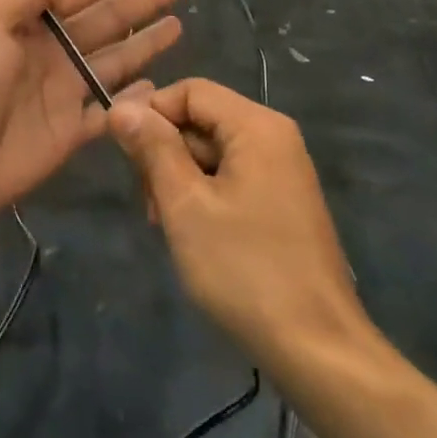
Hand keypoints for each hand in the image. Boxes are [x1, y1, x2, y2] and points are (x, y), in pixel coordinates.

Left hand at [0, 0, 186, 224]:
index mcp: (25, 21)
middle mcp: (47, 51)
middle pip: (104, 19)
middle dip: (140, 1)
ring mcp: (61, 91)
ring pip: (113, 60)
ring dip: (144, 43)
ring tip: (178, 25)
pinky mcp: (69, 130)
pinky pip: (109, 110)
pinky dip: (131, 100)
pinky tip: (157, 87)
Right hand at [108, 80, 366, 370]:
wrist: (316, 347)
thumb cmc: (244, 268)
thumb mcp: (185, 204)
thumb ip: (153, 149)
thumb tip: (121, 106)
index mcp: (257, 126)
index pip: (191, 90)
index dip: (151, 113)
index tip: (124, 154)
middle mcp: (275, 138)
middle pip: (202, 120)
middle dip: (165, 152)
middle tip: (149, 203)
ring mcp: (283, 171)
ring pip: (213, 152)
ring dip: (180, 179)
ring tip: (167, 225)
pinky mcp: (282, 202)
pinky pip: (232, 178)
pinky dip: (204, 196)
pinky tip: (193, 234)